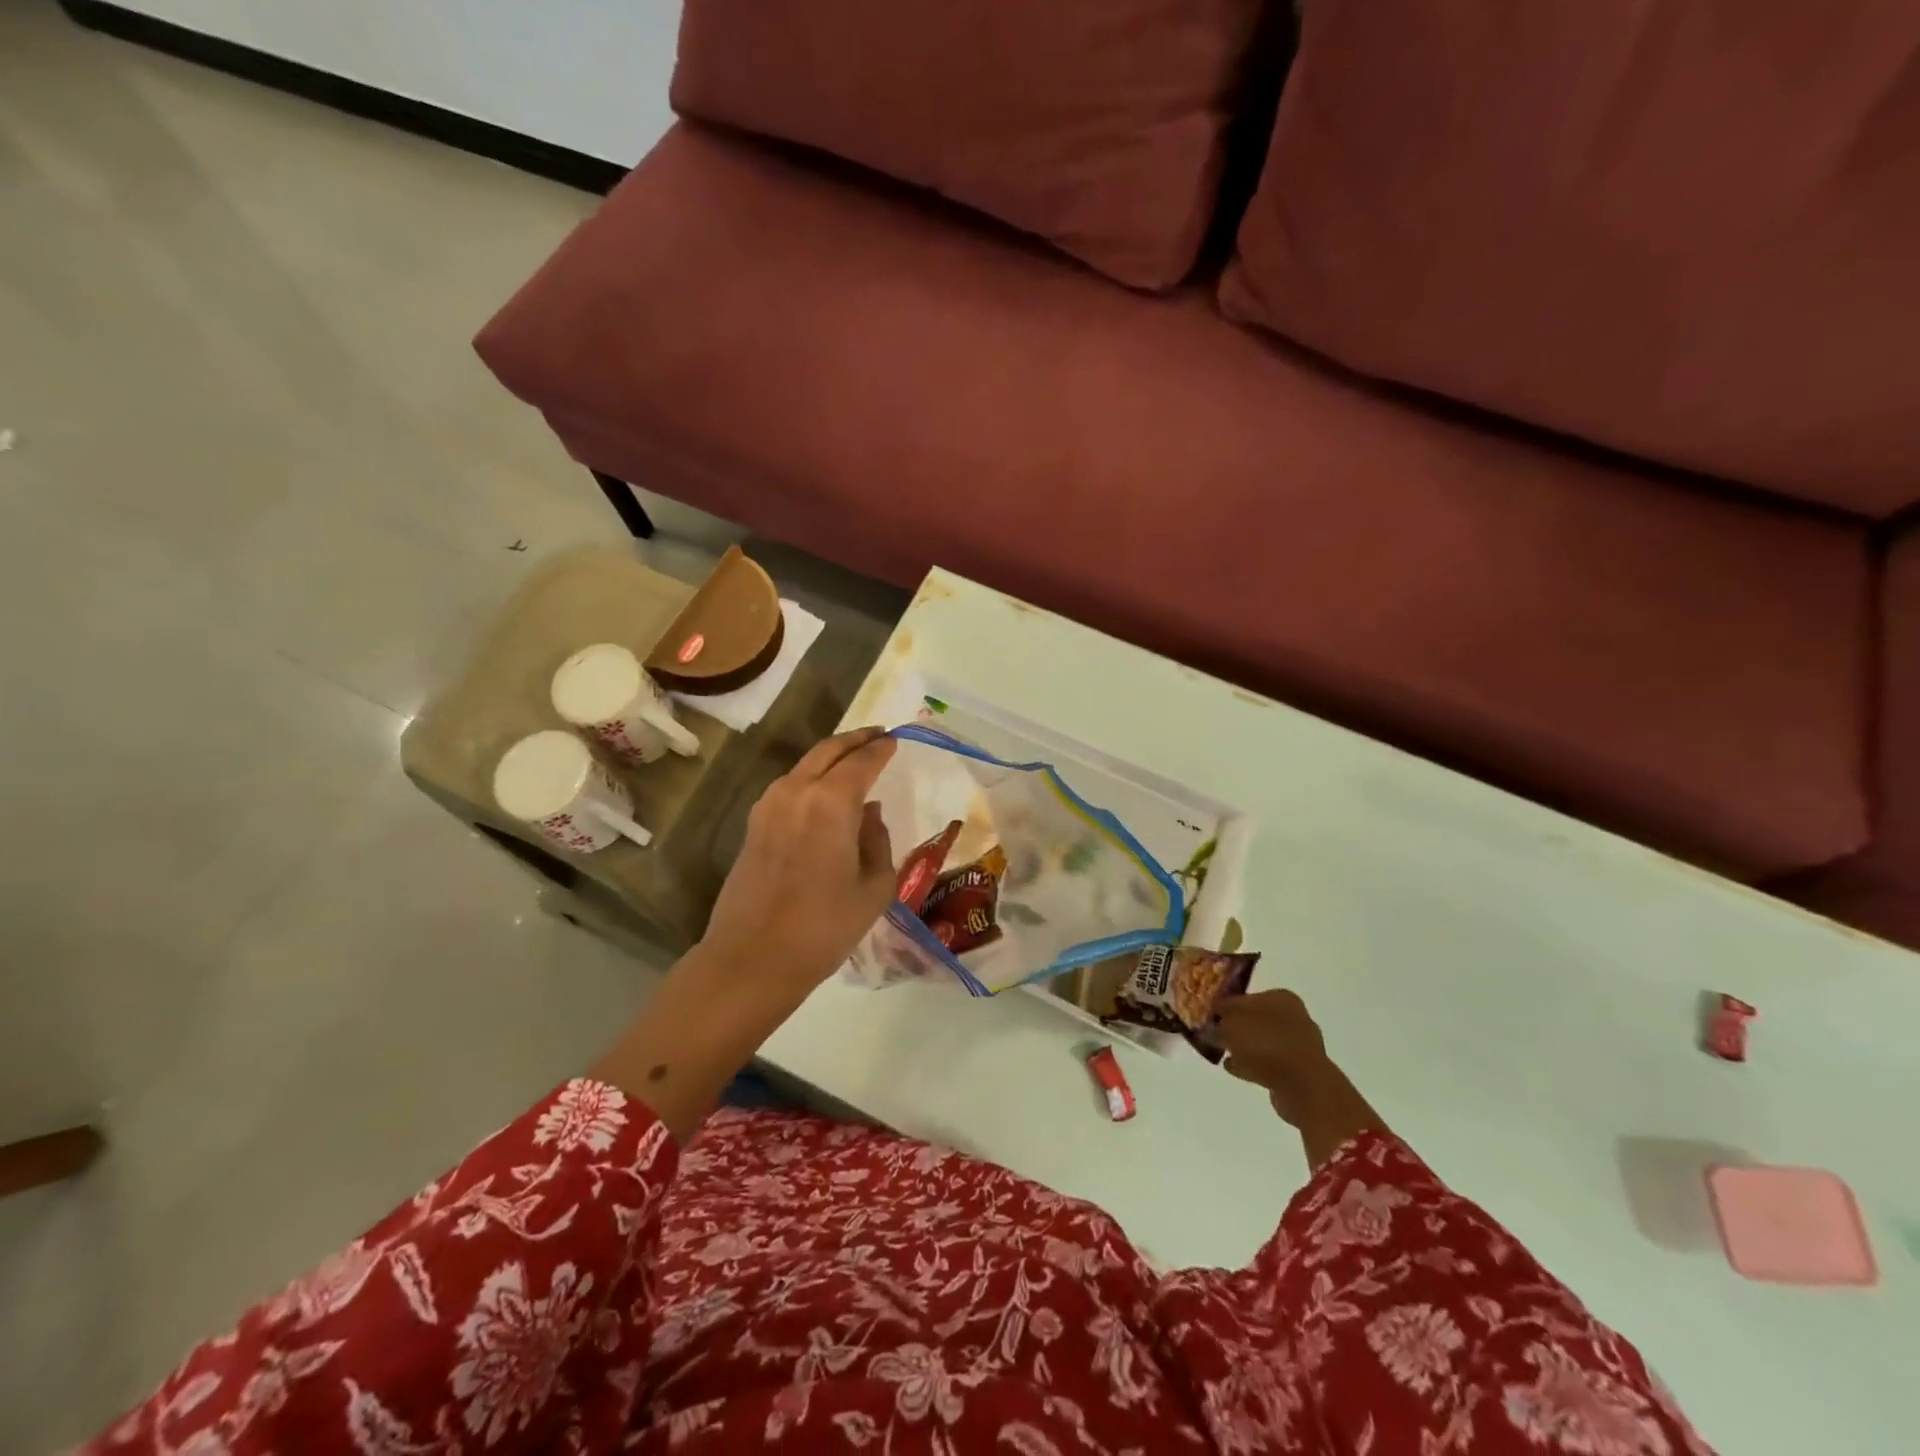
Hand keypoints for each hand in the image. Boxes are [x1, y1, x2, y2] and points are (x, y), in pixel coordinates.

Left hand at [591, 728, 897, 1140]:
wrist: (753, 958)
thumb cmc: (824, 927)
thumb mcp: (874, 887)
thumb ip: (878, 841)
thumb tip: (869, 814)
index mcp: (832, 801)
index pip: (862, 760)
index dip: (881, 748)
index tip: (895, 739)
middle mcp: (797, 790)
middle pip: (829, 750)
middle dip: (856, 739)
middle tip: (877, 735)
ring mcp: (769, 805)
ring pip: (805, 765)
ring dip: (831, 757)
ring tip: (853, 762)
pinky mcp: (754, 824)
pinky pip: (790, 786)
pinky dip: (811, 778)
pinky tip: (824, 794)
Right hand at [1217, 989, 1388, 1167]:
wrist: (1302, 1085)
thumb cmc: (1263, 1043)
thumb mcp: (1229, 1026)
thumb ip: (1218, 1022)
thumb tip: (1213, 1025)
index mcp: (1281, 998)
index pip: (1245, 997)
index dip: (1225, 1006)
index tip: (1210, 1016)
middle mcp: (1294, 1017)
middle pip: (1256, 1019)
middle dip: (1236, 1027)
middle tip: (1215, 1034)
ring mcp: (1300, 1046)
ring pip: (1263, 1042)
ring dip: (1244, 1048)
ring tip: (1222, 1053)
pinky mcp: (1300, 1071)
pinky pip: (1269, 1064)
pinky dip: (1252, 1064)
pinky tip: (1233, 1068)